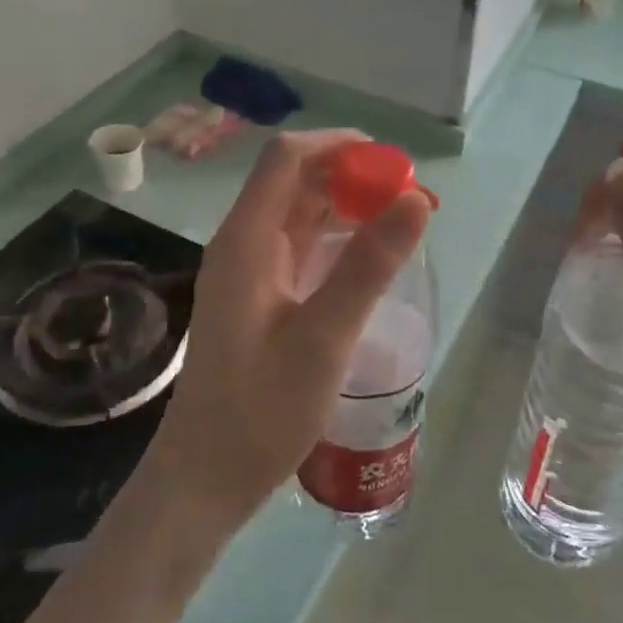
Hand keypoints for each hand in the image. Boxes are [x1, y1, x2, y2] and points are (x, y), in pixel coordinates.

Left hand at [141, 130, 432, 536]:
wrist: (206, 476)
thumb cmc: (262, 410)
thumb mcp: (324, 337)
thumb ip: (369, 265)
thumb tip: (416, 199)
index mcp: (246, 240)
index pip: (286, 159)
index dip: (338, 146)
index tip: (392, 162)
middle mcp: (243, 244)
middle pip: (293, 181)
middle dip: (349, 175)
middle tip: (407, 195)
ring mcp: (249, 271)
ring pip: (298, 213)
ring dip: (344, 206)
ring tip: (398, 219)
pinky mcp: (260, 296)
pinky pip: (299, 246)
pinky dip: (335, 239)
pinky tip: (369, 256)